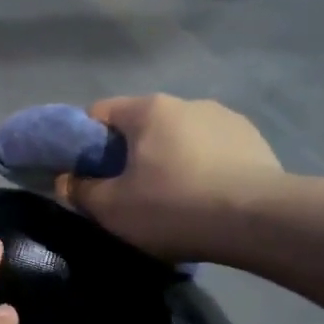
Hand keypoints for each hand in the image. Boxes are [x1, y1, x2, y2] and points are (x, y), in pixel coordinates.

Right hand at [56, 95, 286, 262]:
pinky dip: (202, 168)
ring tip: (173, 199)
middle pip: (141, 126)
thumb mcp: (112, 208)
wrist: (258, 221)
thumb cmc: (173, 207)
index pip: (99, 112)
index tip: (85, 173)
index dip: (84, 142)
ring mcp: (225, 118)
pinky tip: (207, 198)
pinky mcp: (254, 141)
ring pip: (179, 137)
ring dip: (169, 159)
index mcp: (148, 109)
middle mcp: (186, 102)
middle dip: (128, 153)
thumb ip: (80, 191)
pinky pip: (213, 151)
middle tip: (126, 192)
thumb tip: (65, 180)